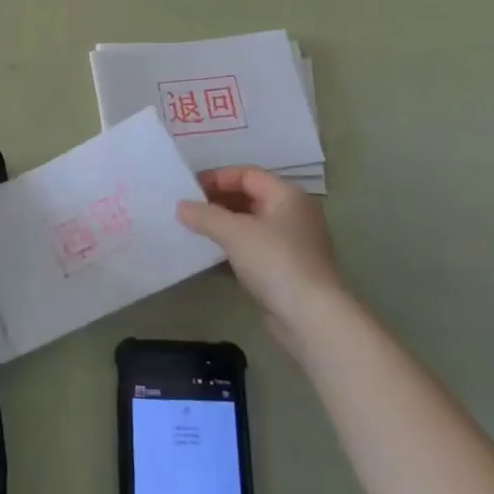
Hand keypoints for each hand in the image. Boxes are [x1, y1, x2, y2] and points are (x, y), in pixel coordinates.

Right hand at [177, 166, 351, 355]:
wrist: (312, 319)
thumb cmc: (276, 262)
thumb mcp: (235, 232)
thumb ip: (205, 216)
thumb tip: (181, 206)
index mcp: (287, 195)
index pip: (247, 174)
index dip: (217, 178)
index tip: (189, 189)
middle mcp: (292, 215)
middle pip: (248, 198)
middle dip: (217, 202)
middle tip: (187, 209)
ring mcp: (290, 245)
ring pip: (249, 226)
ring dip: (222, 227)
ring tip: (192, 230)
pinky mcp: (285, 271)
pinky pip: (252, 251)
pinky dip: (231, 250)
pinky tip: (208, 257)